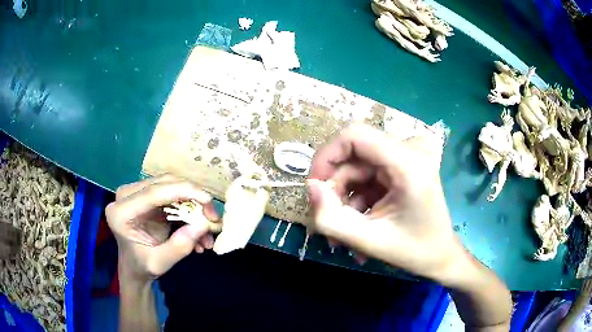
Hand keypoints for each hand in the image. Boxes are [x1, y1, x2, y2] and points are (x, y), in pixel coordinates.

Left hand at [106, 175, 218, 281]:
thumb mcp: (160, 263)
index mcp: (121, 212)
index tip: (208, 199)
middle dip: (192, 197)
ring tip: (208, 227)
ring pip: (170, 185)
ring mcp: (136, 193)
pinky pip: (172, 193)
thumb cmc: (142, 266)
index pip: (153, 193)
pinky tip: (198, 228)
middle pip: (164, 184)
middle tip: (212, 216)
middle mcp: (126, 196)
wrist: (134, 266)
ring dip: (193, 203)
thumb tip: (203, 225)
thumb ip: (179, 247)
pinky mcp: (146, 194)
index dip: (182, 191)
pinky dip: (188, 207)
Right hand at [307, 124, 465, 281]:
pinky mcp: (403, 167)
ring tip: (345, 235)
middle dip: (336, 189)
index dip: (326, 156)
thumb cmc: (414, 251)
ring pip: (358, 168)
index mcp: (408, 163)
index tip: (315, 188)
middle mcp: (410, 151)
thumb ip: (332, 219)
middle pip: (354, 155)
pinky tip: (360, 225)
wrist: (441, 255)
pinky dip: (358, 199)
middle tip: (329, 221)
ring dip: (346, 200)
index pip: (355, 135)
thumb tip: (309, 188)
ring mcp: (407, 157)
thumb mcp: (369, 241)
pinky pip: (368, 176)